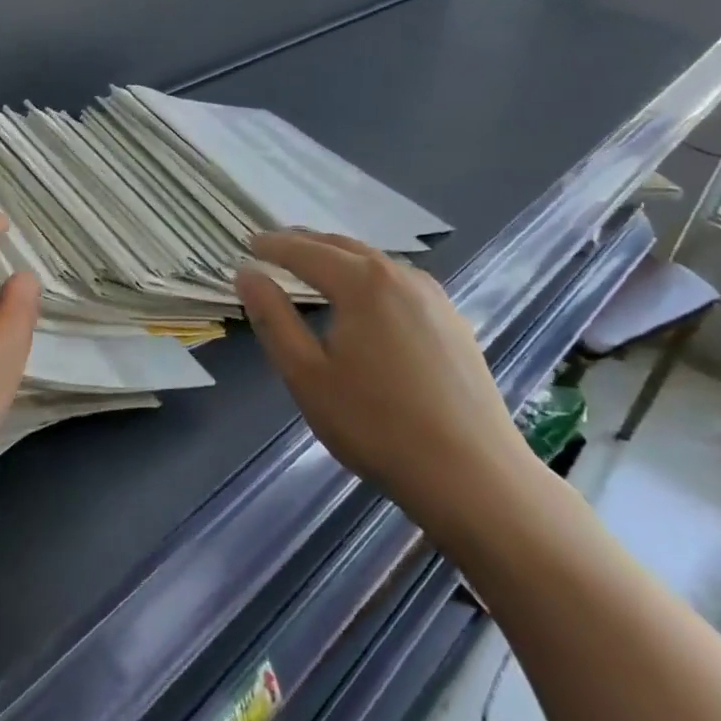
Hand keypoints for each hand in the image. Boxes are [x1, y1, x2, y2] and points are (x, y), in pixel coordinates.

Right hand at [235, 230, 538, 538]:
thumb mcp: (306, 374)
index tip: (248, 244)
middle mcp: (400, 276)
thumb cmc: (376, 425)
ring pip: (374, 261)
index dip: (273, 245)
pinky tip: (364, 298)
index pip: (305, 251)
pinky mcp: (453, 321)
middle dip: (304, 243)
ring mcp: (433, 297)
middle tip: (273, 247)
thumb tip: (246, 275)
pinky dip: (368, 275)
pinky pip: (399, 281)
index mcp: (362, 283)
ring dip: (338, 256)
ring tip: (313, 266)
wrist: (474, 477)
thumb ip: (272, 318)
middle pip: (342, 246)